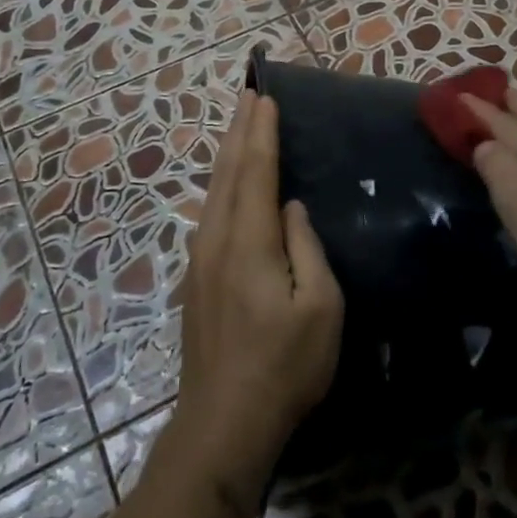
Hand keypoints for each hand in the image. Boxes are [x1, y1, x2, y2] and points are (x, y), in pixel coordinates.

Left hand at [170, 90, 343, 511]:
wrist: (224, 421)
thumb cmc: (285, 365)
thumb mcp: (320, 308)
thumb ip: (307, 249)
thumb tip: (292, 208)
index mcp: (249, 243)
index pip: (256, 173)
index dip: (262, 134)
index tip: (265, 99)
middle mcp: (217, 241)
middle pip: (227, 174)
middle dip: (239, 132)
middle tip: (247, 96)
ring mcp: (200, 261)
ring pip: (213, 194)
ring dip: (227, 156)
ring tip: (237, 129)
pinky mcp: (196, 280)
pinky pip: (209, 214)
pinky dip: (220, 186)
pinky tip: (225, 187)